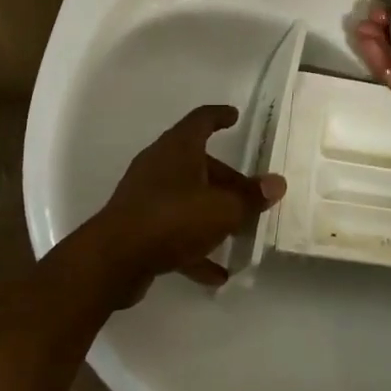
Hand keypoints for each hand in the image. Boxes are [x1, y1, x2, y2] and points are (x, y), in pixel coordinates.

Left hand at [76, 105, 285, 303]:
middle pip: (199, 164)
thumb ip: (250, 198)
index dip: (219, 116)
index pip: (201, 120)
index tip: (235, 116)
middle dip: (228, 180)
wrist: (113, 260)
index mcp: (178, 148)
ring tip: (240, 234)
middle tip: (252, 196)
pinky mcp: (139, 227)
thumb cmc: (172, 219)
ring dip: (213, 214)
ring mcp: (146, 197)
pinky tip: (217, 274)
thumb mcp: (222, 209)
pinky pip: (175, 231)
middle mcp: (160, 166)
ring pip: (188, 198)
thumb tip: (277, 184)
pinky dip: (195, 247)